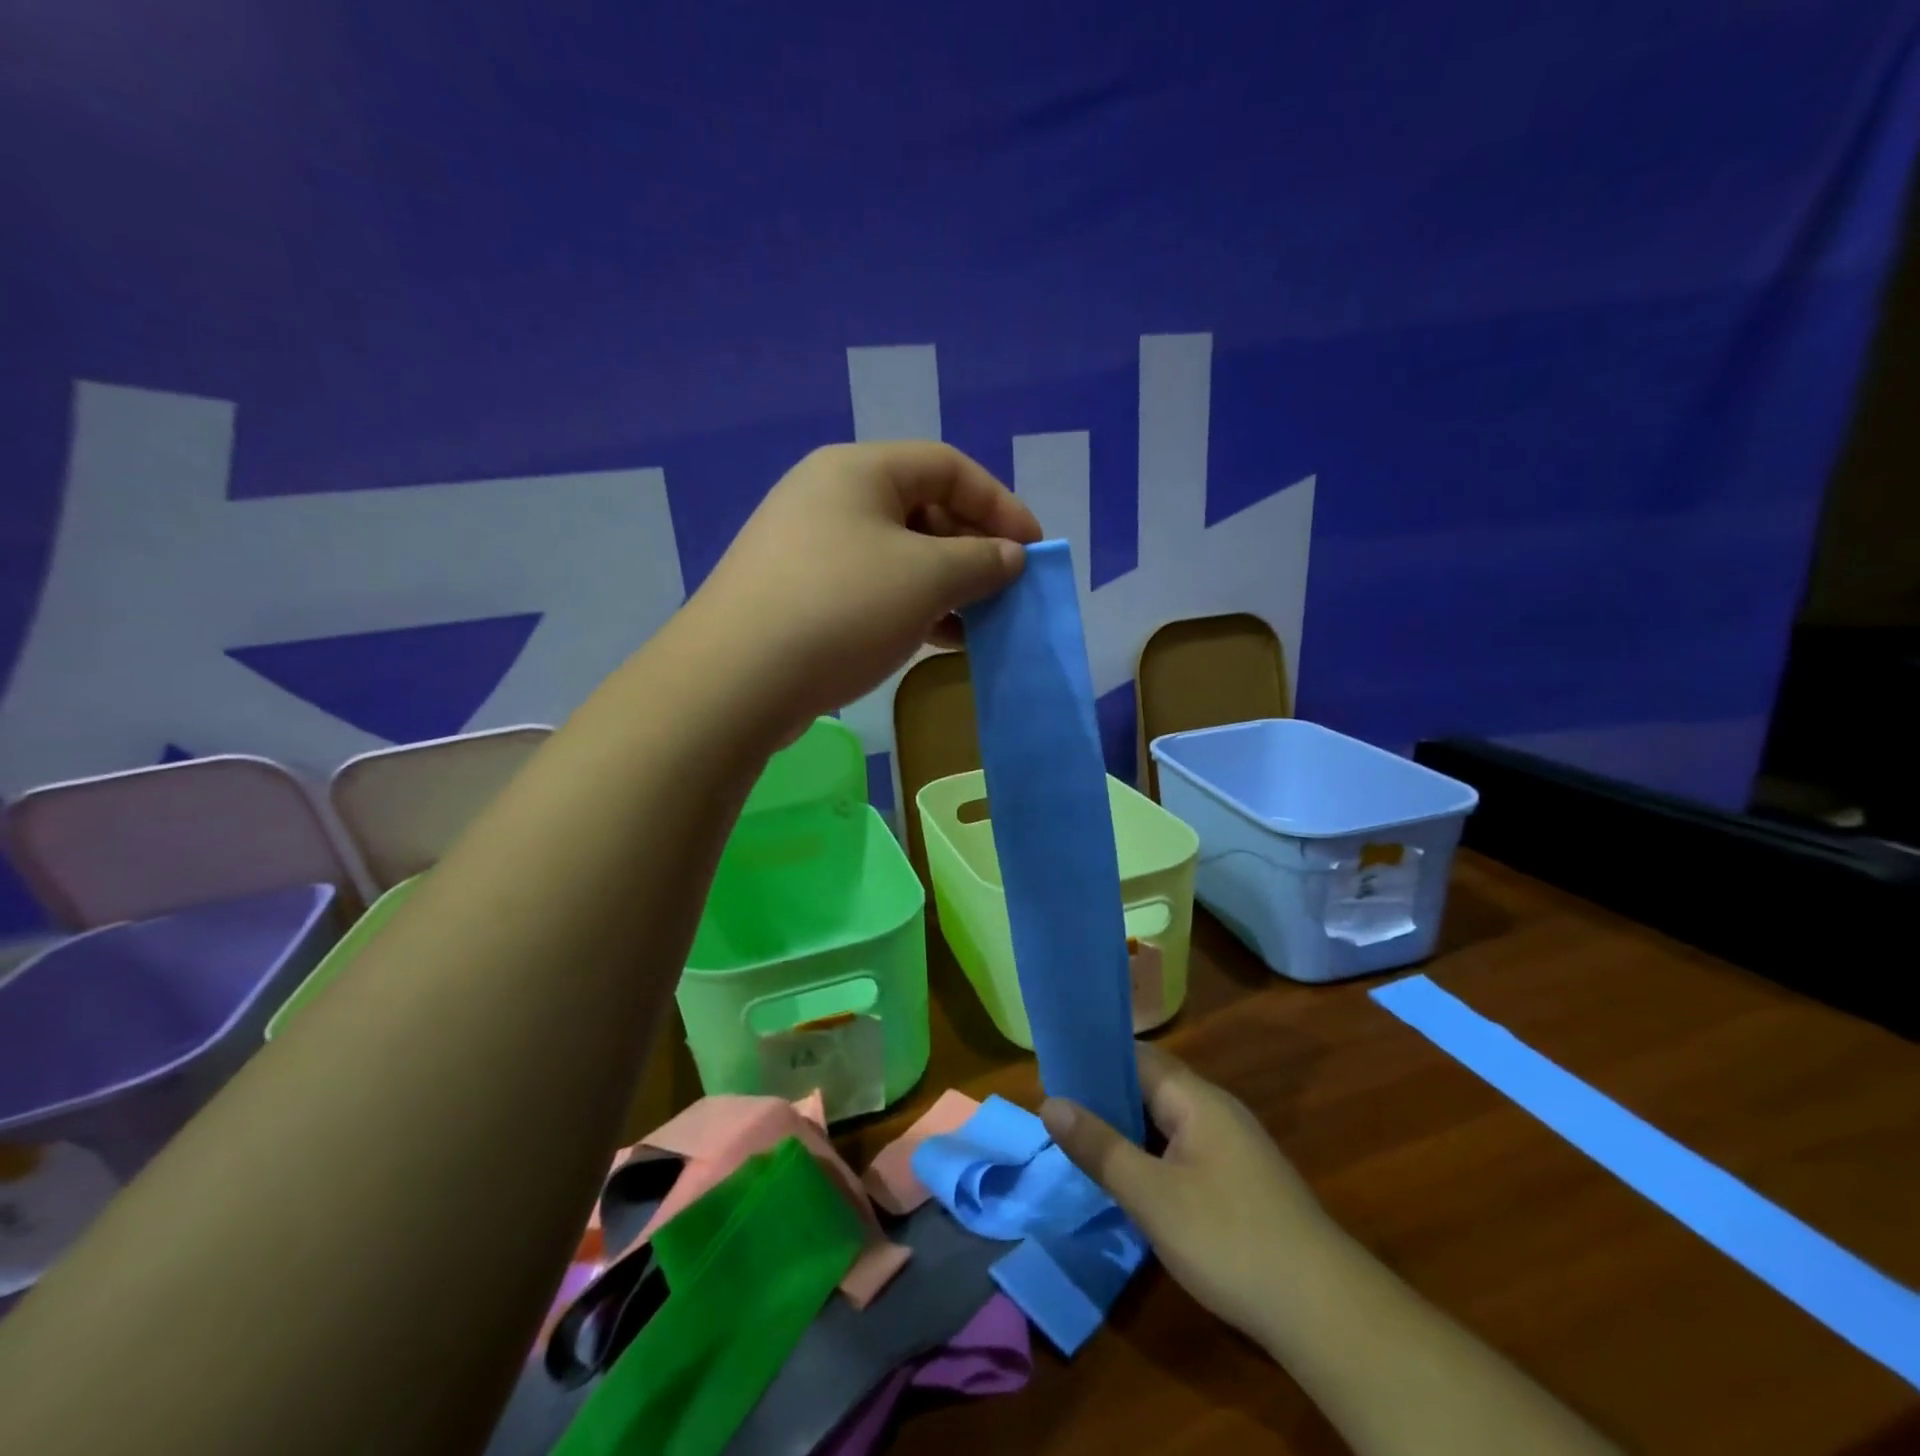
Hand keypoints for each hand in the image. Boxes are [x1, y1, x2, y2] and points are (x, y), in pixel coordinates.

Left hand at [686, 442, 1042, 732]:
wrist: (736, 679)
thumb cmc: (842, 609)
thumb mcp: (926, 579)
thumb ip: (980, 561)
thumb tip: (1011, 557)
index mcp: (859, 470)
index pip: (948, 466)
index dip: (1000, 504)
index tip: (1033, 550)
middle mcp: (829, 496)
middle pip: (921, 509)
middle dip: (972, 550)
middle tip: (1004, 592)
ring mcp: (807, 547)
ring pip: (897, 555)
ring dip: (944, 586)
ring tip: (978, 624)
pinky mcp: (797, 594)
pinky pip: (870, 587)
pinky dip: (909, 607)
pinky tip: (935, 640)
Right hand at [1041, 1042, 1329, 1348]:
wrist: (1326, 1312)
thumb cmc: (1229, 1240)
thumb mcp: (1151, 1196)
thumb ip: (1100, 1147)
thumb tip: (1049, 1102)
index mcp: (1196, 1098)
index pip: (1137, 1056)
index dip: (1095, 1060)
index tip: (1053, 1075)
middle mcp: (1216, 1109)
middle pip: (1151, 1086)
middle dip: (1107, 1098)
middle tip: (1060, 1116)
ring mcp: (1233, 1144)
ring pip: (1167, 1120)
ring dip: (1129, 1129)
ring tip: (1085, 1146)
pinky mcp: (1241, 1179)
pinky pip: (1184, 1148)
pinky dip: (1153, 1155)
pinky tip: (1134, 1182)